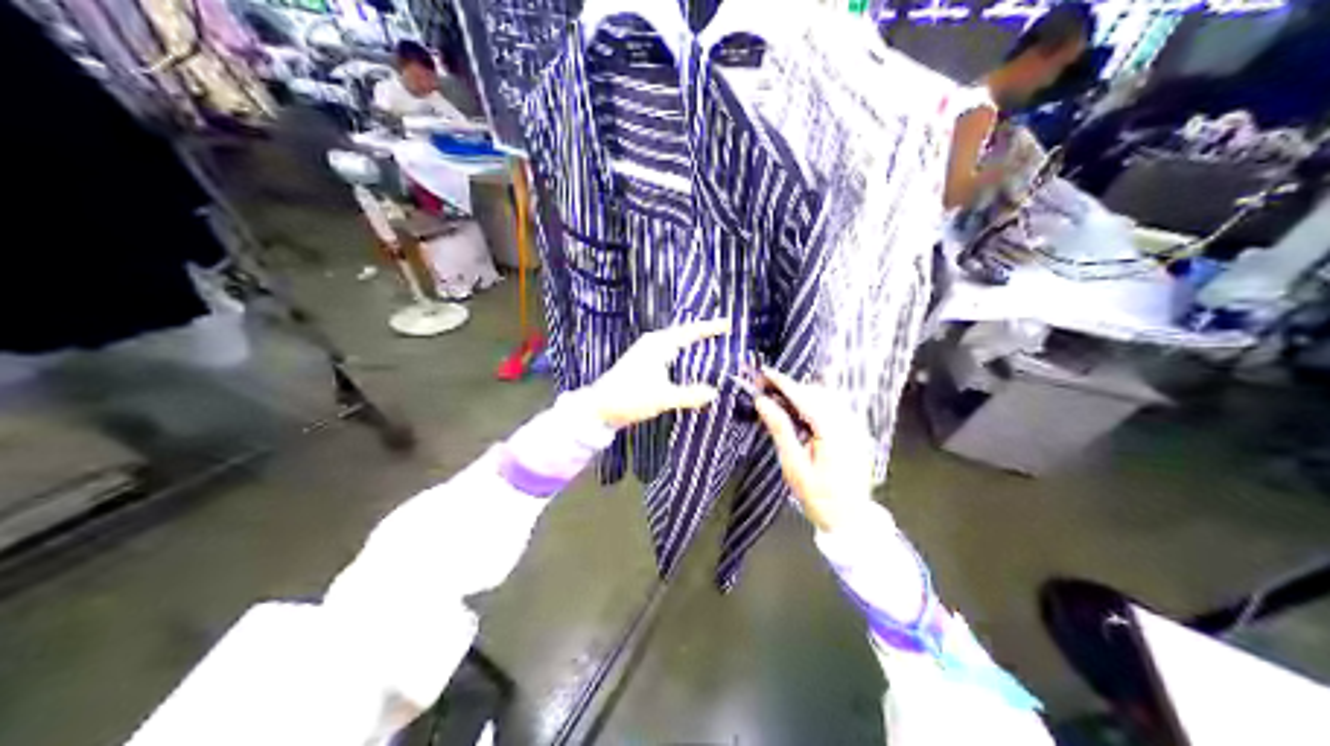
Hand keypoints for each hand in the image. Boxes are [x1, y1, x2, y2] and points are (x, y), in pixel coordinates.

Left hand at [583, 317, 725, 427]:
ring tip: (712, 341)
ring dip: (692, 341)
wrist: (599, 407)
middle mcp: (653, 344)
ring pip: (676, 342)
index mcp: (659, 345)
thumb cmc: (630, 398)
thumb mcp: (663, 398)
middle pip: (683, 333)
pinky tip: (689, 361)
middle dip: (703, 331)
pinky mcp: (643, 363)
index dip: (710, 328)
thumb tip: (714, 392)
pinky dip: (683, 352)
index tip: (729, 323)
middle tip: (724, 330)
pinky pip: (670, 351)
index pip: (690, 332)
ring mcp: (647, 353)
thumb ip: (689, 395)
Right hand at [752, 364, 879, 530]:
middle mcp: (848, 422)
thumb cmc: (819, 498)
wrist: (851, 520)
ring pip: (827, 397)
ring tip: (778, 400)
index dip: (782, 382)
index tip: (763, 372)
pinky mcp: (857, 432)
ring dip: (803, 395)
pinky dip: (816, 404)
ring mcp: (855, 426)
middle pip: (817, 392)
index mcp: (833, 430)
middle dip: (791, 387)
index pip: (804, 396)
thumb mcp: (794, 466)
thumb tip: (763, 402)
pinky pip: (835, 408)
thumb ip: (780, 429)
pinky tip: (800, 413)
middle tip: (765, 390)